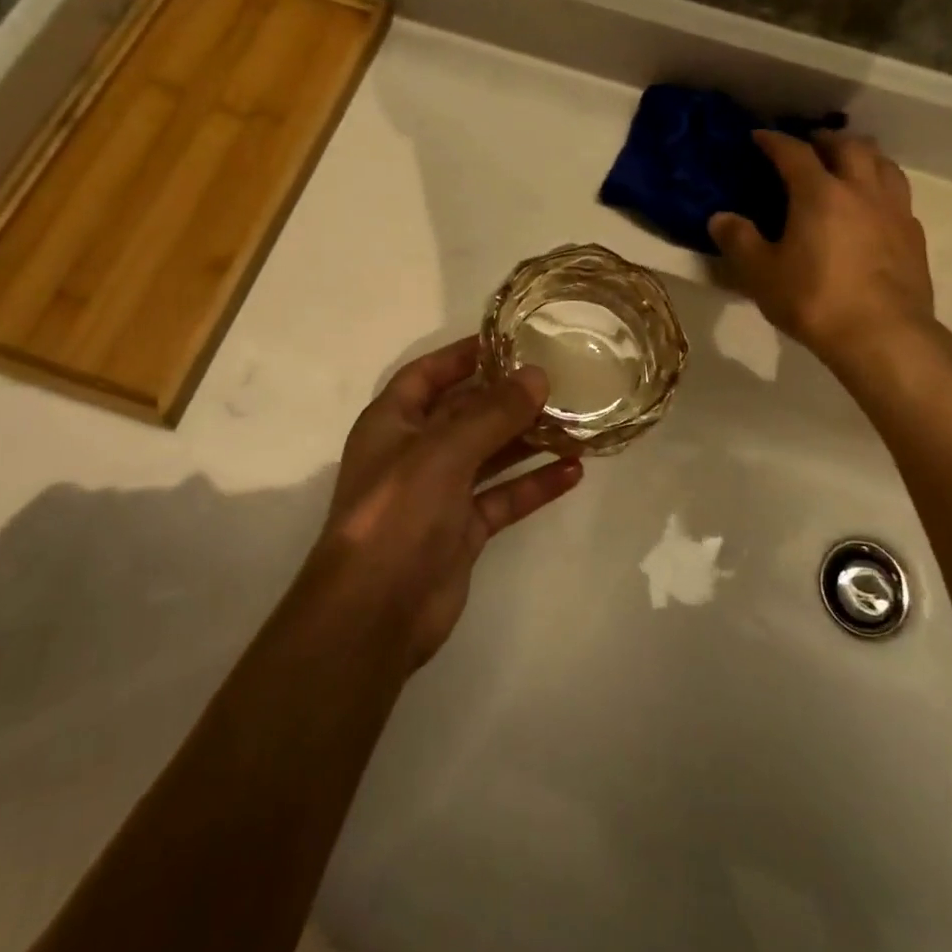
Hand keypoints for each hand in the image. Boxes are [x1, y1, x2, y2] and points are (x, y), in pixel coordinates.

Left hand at [305, 337, 582, 670]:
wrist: (375, 613)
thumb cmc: (398, 514)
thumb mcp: (443, 452)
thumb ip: (492, 413)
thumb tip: (538, 375)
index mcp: (393, 422)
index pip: (429, 373)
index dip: (464, 354)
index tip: (510, 338)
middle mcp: (415, 451)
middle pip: (466, 412)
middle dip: (508, 397)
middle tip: (559, 378)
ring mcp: (439, 492)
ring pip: (490, 454)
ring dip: (529, 439)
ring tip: (576, 420)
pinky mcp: (462, 530)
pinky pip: (503, 497)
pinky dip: (534, 484)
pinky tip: (573, 471)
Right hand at [708, 130, 933, 364]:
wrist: (883, 335)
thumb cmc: (814, 300)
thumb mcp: (761, 274)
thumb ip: (739, 241)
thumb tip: (719, 218)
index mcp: (820, 193)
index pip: (794, 152)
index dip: (774, 141)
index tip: (760, 136)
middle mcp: (860, 190)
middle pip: (848, 145)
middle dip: (825, 139)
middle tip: (810, 145)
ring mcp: (893, 209)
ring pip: (883, 163)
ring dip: (861, 155)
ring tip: (848, 164)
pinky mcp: (914, 234)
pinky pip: (898, 194)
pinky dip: (881, 187)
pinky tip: (873, 206)